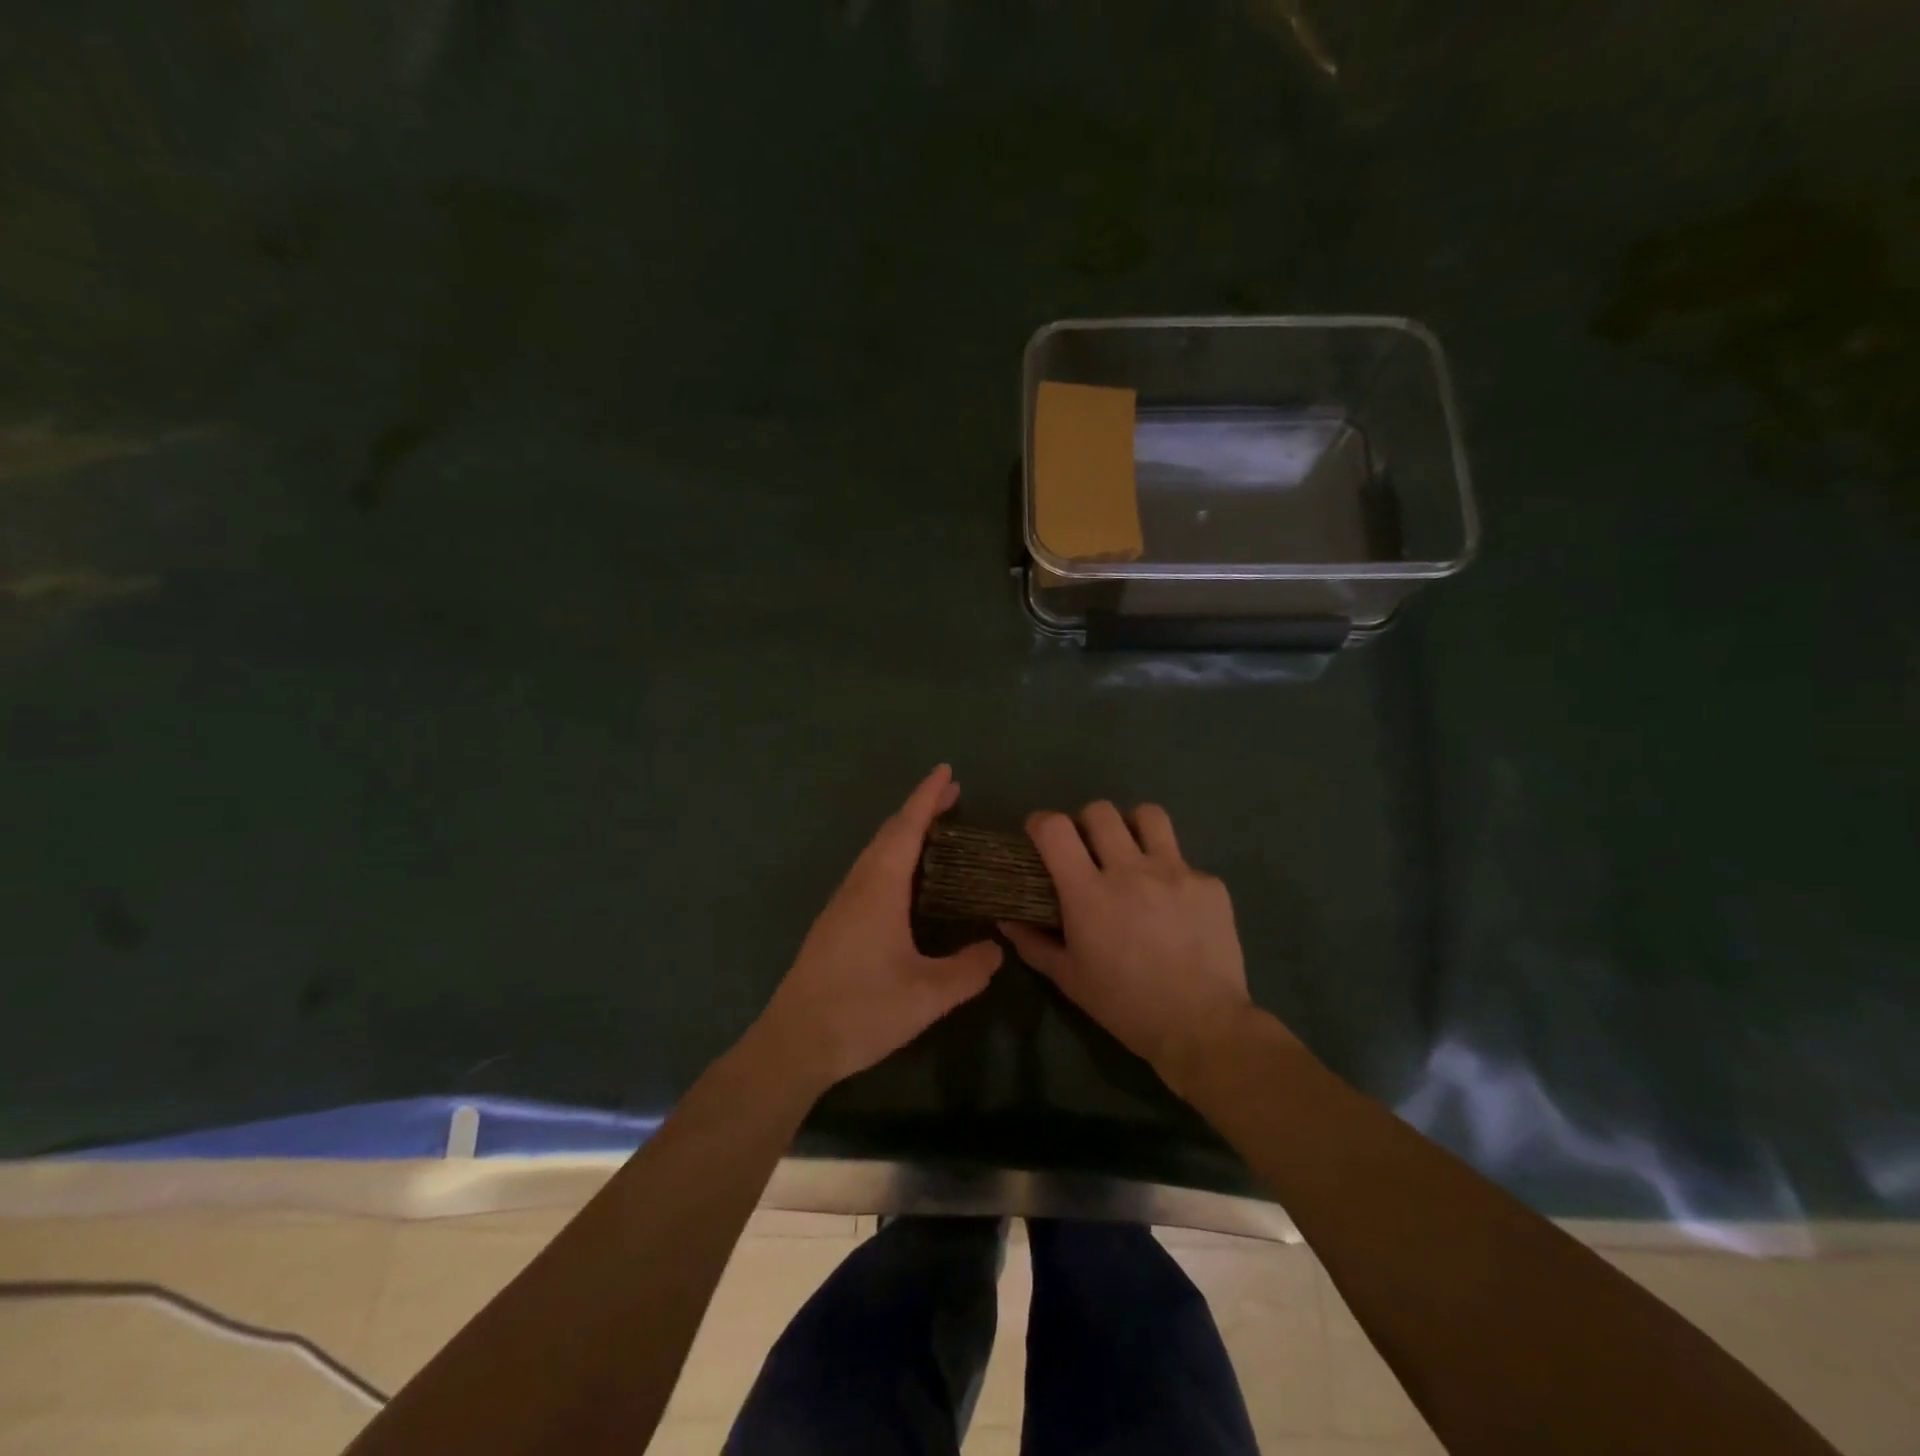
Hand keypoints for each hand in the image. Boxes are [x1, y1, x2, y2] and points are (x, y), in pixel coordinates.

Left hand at [755, 765, 1002, 1092]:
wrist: (794, 1042)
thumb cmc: (861, 1011)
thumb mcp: (927, 996)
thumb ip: (968, 970)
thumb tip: (996, 948)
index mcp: (879, 889)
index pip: (906, 828)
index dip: (927, 797)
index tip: (946, 771)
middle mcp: (858, 886)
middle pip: (889, 833)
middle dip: (919, 810)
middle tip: (952, 796)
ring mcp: (841, 904)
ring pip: (875, 852)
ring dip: (904, 833)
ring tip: (934, 830)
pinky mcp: (834, 923)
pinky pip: (868, 872)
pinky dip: (891, 856)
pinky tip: (905, 880)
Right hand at [1000, 802, 1270, 1094]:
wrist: (1202, 1027)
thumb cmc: (1125, 1006)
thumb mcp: (1069, 979)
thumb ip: (1033, 943)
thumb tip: (1007, 920)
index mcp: (1088, 893)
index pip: (1055, 829)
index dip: (1041, 823)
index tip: (1040, 835)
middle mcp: (1130, 870)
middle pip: (1100, 812)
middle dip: (1086, 823)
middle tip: (1088, 849)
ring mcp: (1175, 872)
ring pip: (1149, 816)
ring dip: (1133, 828)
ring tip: (1132, 853)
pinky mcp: (1209, 884)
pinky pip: (1184, 861)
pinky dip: (1172, 874)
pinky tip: (1174, 905)